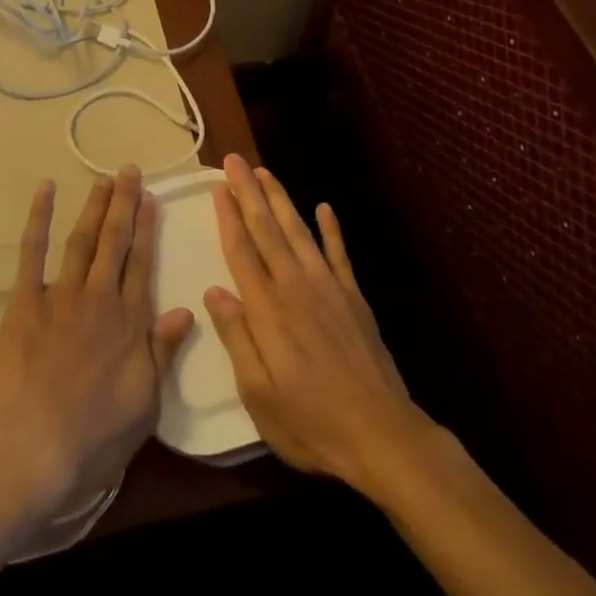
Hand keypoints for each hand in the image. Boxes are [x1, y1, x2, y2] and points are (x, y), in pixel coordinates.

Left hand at [0, 166, 194, 518]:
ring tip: (103, 179)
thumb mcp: (145, 404)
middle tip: (129, 171)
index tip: (151, 199)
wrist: (32, 449)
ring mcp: (61, 296)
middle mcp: (100, 298)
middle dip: (124, 204)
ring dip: (94, 207)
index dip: (147, 229)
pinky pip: (33, 252)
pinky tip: (45, 190)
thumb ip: (163, 352)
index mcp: (130, 322)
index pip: (142, 264)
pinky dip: (39, 218)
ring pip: (83, 240)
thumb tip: (187, 309)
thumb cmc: (94, 437)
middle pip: (115, 242)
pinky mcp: (25, 302)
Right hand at [204, 153, 434, 490]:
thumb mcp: (258, 394)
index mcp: (268, 310)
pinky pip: (339, 253)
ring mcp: (328, 288)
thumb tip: (214, 290)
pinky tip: (324, 207)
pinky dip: (331, 228)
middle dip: (249, 192)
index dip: (228, 216)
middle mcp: (295, 287)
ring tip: (265, 172)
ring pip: (298, 232)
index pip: (241, 251)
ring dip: (280, 199)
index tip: (217, 186)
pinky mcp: (353, 297)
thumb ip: (236, 337)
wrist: (381, 435)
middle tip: (234, 160)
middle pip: (267, 230)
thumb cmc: (310, 423)